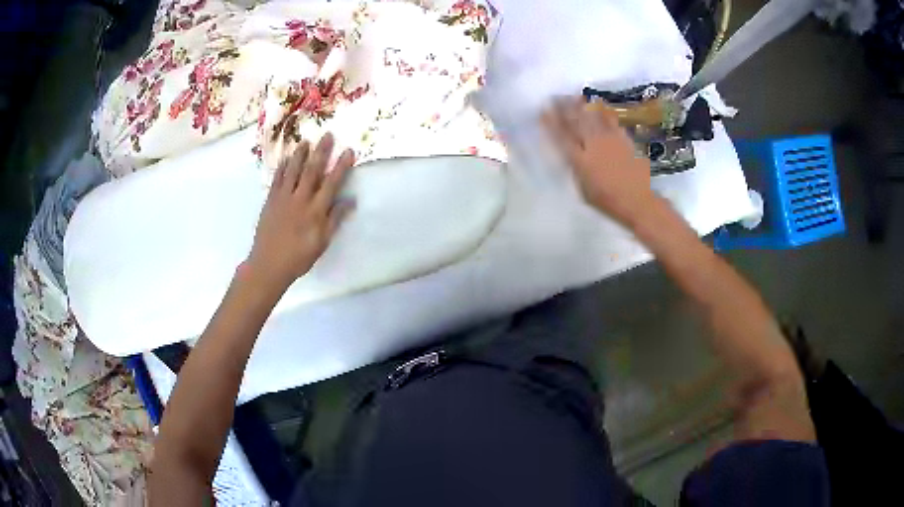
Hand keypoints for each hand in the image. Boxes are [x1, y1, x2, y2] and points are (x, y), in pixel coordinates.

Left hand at [247, 133, 354, 290]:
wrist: (268, 264)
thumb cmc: (299, 257)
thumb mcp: (322, 242)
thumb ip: (335, 219)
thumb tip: (351, 200)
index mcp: (316, 211)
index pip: (331, 183)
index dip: (341, 166)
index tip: (348, 151)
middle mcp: (300, 199)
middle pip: (312, 171)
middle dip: (321, 152)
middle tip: (328, 135)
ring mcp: (283, 198)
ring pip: (293, 171)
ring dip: (300, 154)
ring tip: (306, 140)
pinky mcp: (270, 200)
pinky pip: (277, 179)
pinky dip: (282, 167)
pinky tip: (286, 158)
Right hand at [542, 97, 656, 225]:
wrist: (638, 201)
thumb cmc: (608, 201)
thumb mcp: (584, 190)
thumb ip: (576, 170)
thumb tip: (571, 156)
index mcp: (580, 161)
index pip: (561, 137)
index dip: (551, 123)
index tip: (543, 111)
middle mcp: (593, 146)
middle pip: (576, 122)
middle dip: (564, 108)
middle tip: (555, 97)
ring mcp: (610, 140)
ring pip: (593, 117)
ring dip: (582, 106)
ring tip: (573, 96)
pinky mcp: (624, 139)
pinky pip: (611, 121)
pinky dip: (603, 112)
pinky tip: (599, 105)